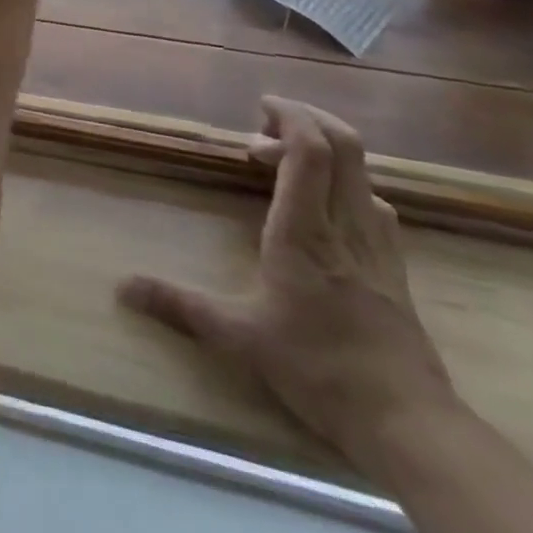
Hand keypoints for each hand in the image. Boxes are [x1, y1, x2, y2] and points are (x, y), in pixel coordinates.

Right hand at [117, 98, 458, 480]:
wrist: (411, 426)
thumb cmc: (319, 370)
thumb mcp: (240, 337)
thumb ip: (181, 305)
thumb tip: (122, 287)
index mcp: (305, 230)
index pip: (311, 150)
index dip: (290, 116)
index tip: (261, 106)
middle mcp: (346, 224)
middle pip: (345, 146)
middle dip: (308, 121)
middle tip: (265, 128)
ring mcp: (377, 244)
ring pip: (363, 172)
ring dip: (325, 152)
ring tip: (284, 165)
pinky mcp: (394, 266)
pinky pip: (373, 202)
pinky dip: (346, 184)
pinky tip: (324, 209)